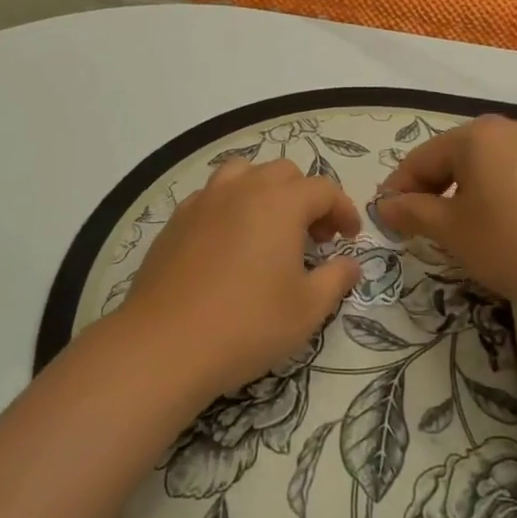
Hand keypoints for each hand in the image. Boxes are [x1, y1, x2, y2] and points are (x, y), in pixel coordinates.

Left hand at [118, 157, 361, 403]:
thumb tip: (351, 264)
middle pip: (284, 173)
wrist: (166, 344)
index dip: (343, 210)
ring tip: (269, 227)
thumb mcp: (307, 310)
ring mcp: (205, 200)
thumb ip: (336, 279)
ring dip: (265, 191)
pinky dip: (230, 205)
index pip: (323, 189)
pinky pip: (212, 196)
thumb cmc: (248, 325)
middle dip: (306, 198)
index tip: (349, 238)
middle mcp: (243, 189)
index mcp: (281, 203)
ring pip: (243, 173)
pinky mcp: (176, 220)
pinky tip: (229, 242)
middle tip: (314, 237)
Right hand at [374, 115, 516, 310]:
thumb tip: (385, 205)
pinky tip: (495, 229)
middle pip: (450, 160)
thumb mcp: (454, 231)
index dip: (397, 192)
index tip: (386, 223)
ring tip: (454, 234)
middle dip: (429, 194)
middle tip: (416, 231)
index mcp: (473, 136)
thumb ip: (414, 213)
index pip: (419, 160)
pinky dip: (491, 199)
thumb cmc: (516, 239)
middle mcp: (503, 131)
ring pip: (480, 170)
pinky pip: (508, 178)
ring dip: (460, 198)